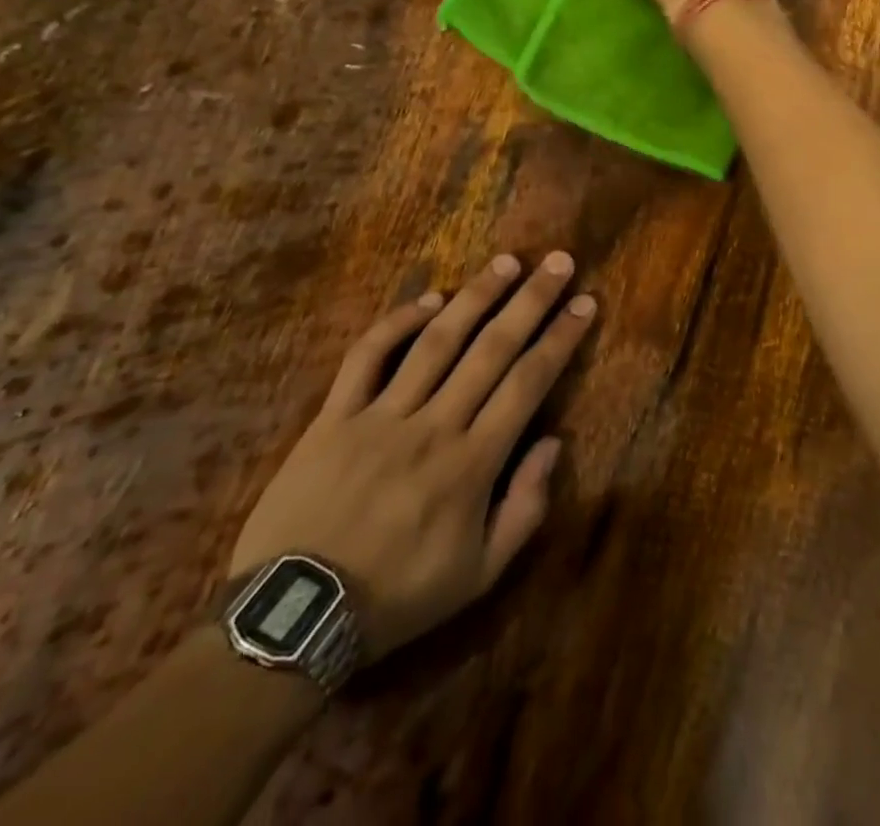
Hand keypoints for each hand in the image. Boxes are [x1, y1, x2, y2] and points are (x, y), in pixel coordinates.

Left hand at [230, 252, 594, 664]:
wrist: (294, 619)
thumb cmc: (397, 597)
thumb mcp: (478, 576)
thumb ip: (524, 509)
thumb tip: (553, 443)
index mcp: (473, 464)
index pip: (529, 383)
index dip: (560, 338)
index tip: (584, 302)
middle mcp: (435, 426)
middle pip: (492, 349)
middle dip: (531, 301)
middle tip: (558, 261)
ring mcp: (382, 416)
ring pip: (437, 341)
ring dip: (476, 297)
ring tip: (506, 263)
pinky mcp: (335, 416)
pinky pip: (367, 357)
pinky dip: (398, 322)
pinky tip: (429, 298)